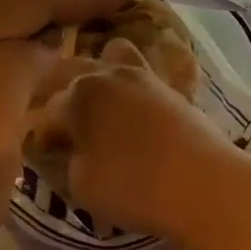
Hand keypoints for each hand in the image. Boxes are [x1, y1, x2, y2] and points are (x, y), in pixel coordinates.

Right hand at [42, 38, 250, 246]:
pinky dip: (128, 88)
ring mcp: (141, 75)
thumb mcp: (79, 185)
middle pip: (72, 78)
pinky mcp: (169, 87)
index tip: (49, 159)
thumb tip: (61, 150)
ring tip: (100, 116)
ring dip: (98, 83)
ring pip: (108, 62)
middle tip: (70, 136)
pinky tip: (131, 116)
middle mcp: (105, 73)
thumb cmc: (133, 187)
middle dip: (65, 103)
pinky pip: (138, 76)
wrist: (206, 185)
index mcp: (75, 94)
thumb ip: (62, 162)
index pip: (45, 113)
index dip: (43, 139)